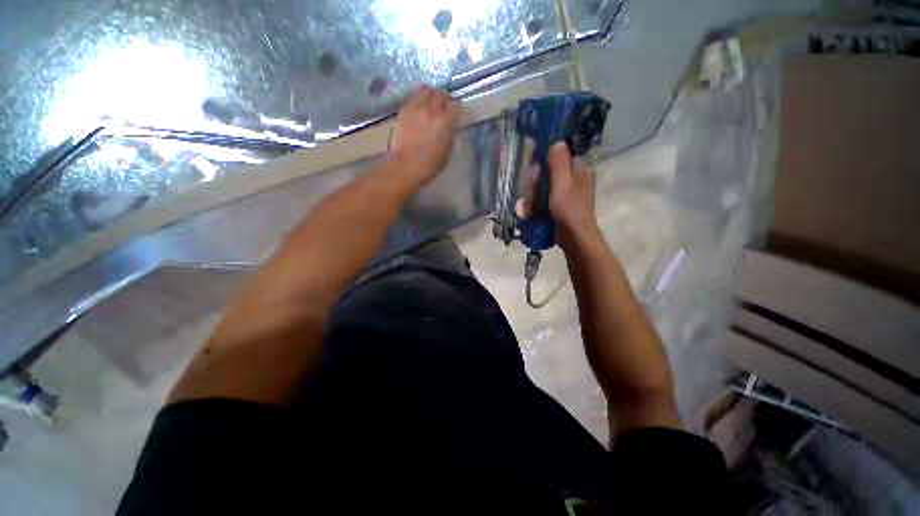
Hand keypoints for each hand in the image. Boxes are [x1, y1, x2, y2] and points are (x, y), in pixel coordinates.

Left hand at [389, 84, 460, 186]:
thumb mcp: (447, 152)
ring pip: (425, 89)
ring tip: (429, 103)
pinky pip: (412, 97)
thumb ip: (450, 134)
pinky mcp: (403, 111)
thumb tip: (450, 126)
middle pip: (440, 93)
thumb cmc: (429, 165)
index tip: (454, 114)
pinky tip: (418, 110)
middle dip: (444, 99)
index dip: (455, 109)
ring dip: (429, 94)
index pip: (455, 105)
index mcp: (445, 123)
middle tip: (443, 107)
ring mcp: (415, 109)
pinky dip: (417, 100)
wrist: (406, 166)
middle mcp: (431, 111)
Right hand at [537, 142, 601, 249]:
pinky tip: (532, 214)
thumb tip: (557, 140)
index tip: (532, 171)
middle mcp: (571, 176)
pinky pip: (542, 198)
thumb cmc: (570, 211)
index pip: (556, 153)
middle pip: (545, 171)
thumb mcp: (563, 185)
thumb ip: (559, 163)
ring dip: (532, 198)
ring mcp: (564, 191)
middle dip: (534, 185)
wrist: (575, 238)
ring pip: (541, 186)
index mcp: (577, 168)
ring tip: (530, 211)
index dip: (541, 159)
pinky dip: (536, 205)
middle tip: (530, 198)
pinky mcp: (558, 204)